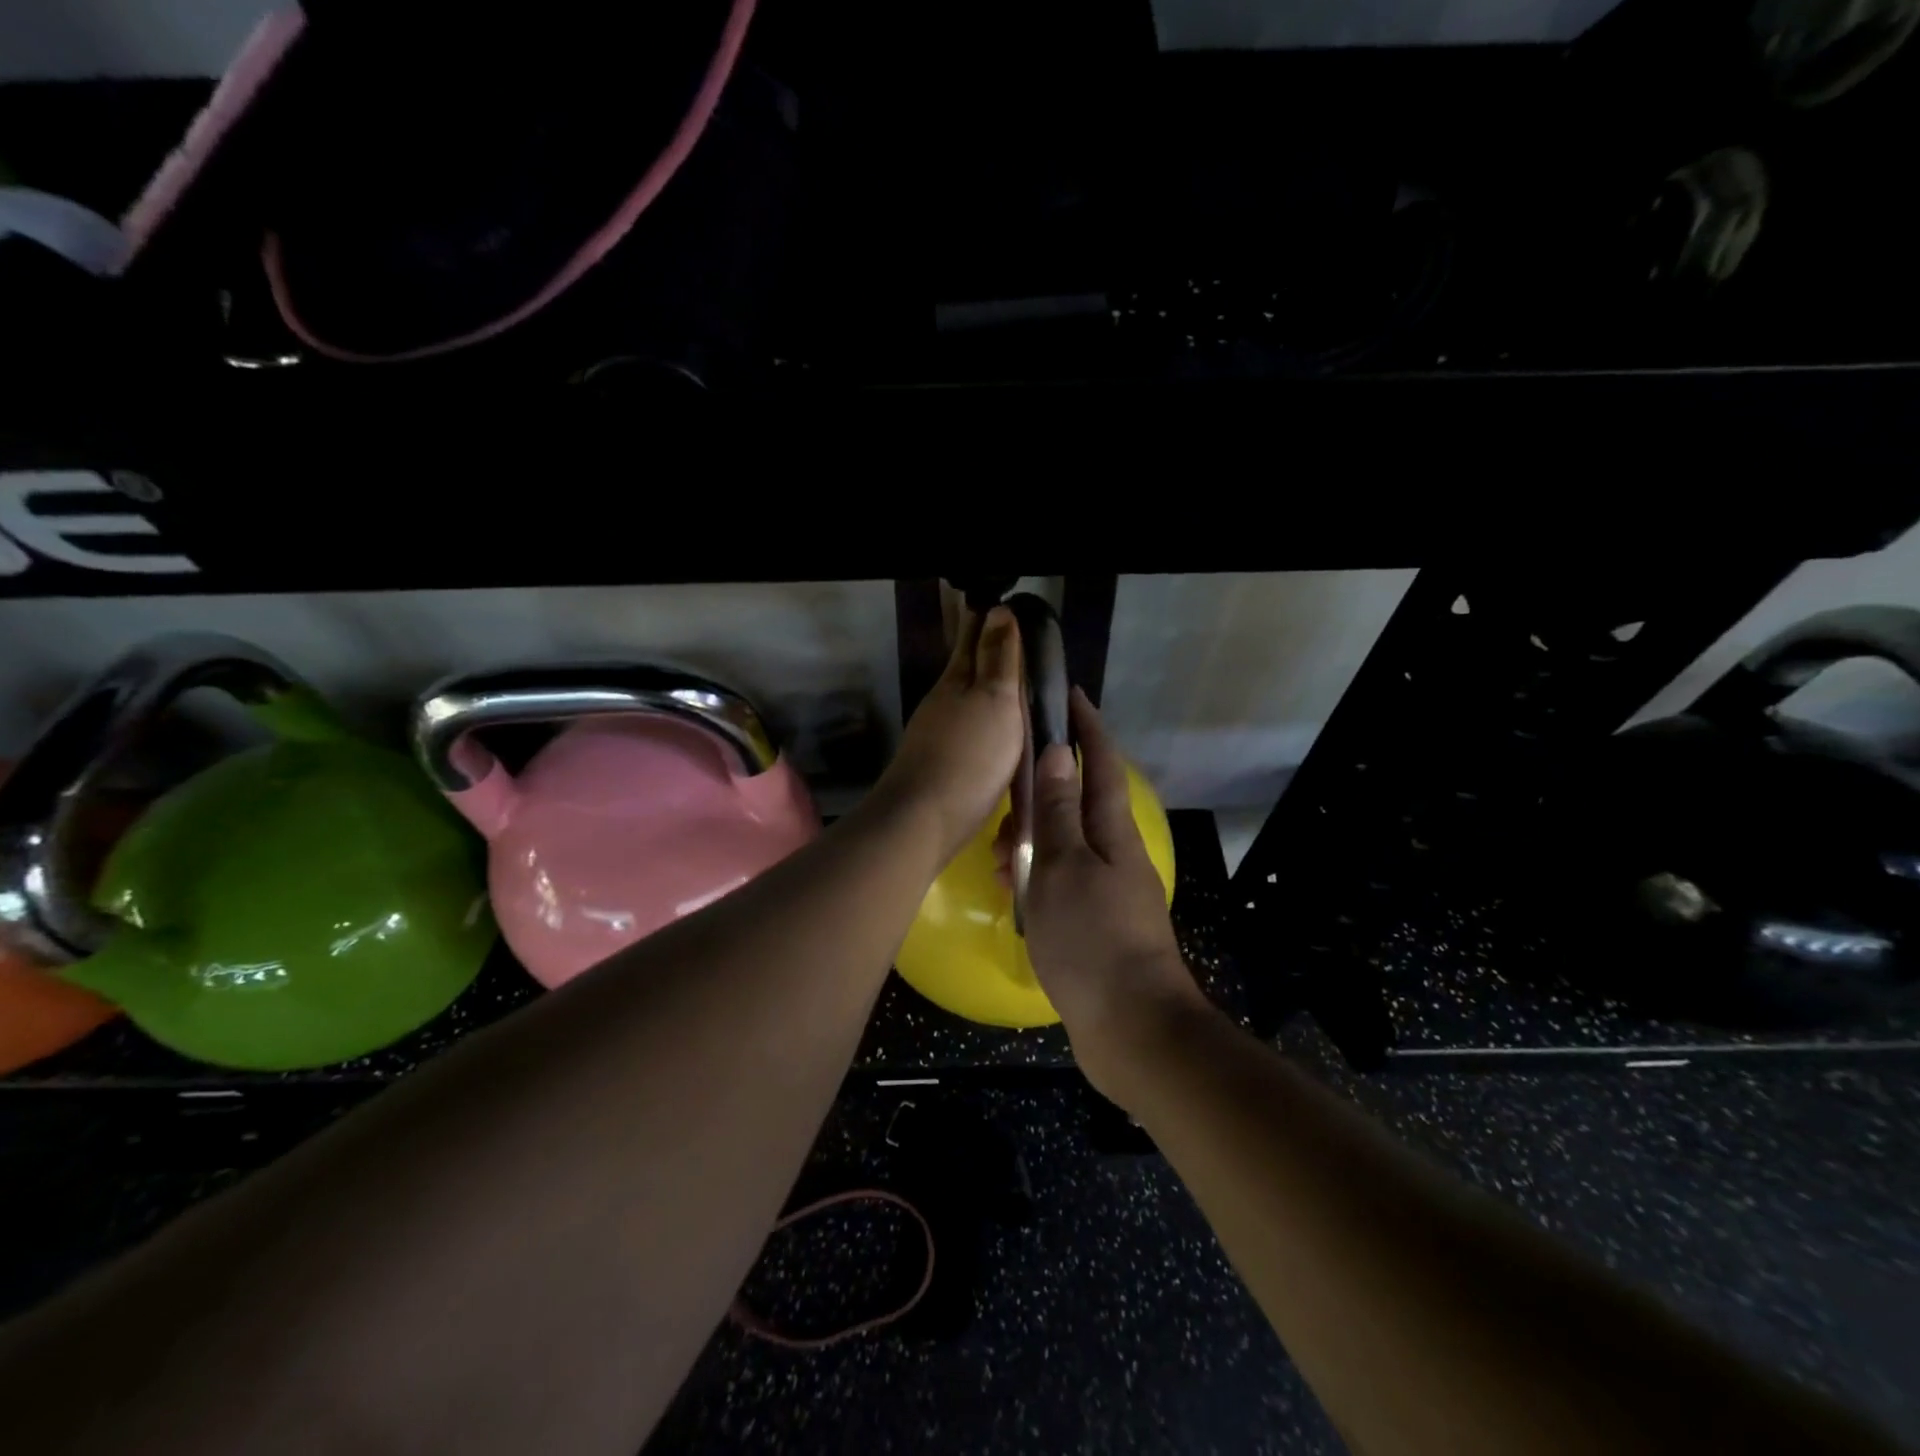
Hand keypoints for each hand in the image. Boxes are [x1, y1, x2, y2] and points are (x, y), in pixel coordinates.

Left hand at [874, 605, 1023, 866]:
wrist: (923, 821)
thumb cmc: (969, 757)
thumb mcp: (995, 701)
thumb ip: (999, 659)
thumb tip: (999, 610)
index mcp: (956, 682)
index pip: (973, 640)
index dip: (988, 622)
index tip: (1002, 605)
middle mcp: (942, 703)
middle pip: (965, 669)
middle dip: (984, 652)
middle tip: (1010, 639)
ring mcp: (935, 736)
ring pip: (963, 701)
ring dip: (982, 690)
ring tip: (1009, 687)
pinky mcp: (937, 766)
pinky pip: (964, 732)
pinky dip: (979, 722)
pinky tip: (990, 733)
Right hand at [1001, 688, 1208, 1101]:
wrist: (1132, 1027)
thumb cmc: (1092, 938)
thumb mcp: (1064, 866)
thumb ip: (1058, 810)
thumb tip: (1058, 752)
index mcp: (1112, 831)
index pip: (1100, 763)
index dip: (1085, 727)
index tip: (1069, 696)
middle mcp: (1115, 853)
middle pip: (1079, 802)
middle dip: (1041, 793)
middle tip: (1004, 804)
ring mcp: (1110, 889)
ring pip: (1065, 845)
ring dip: (1032, 842)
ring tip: (999, 860)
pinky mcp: (1098, 922)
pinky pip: (1062, 881)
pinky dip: (1037, 878)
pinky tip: (1014, 895)